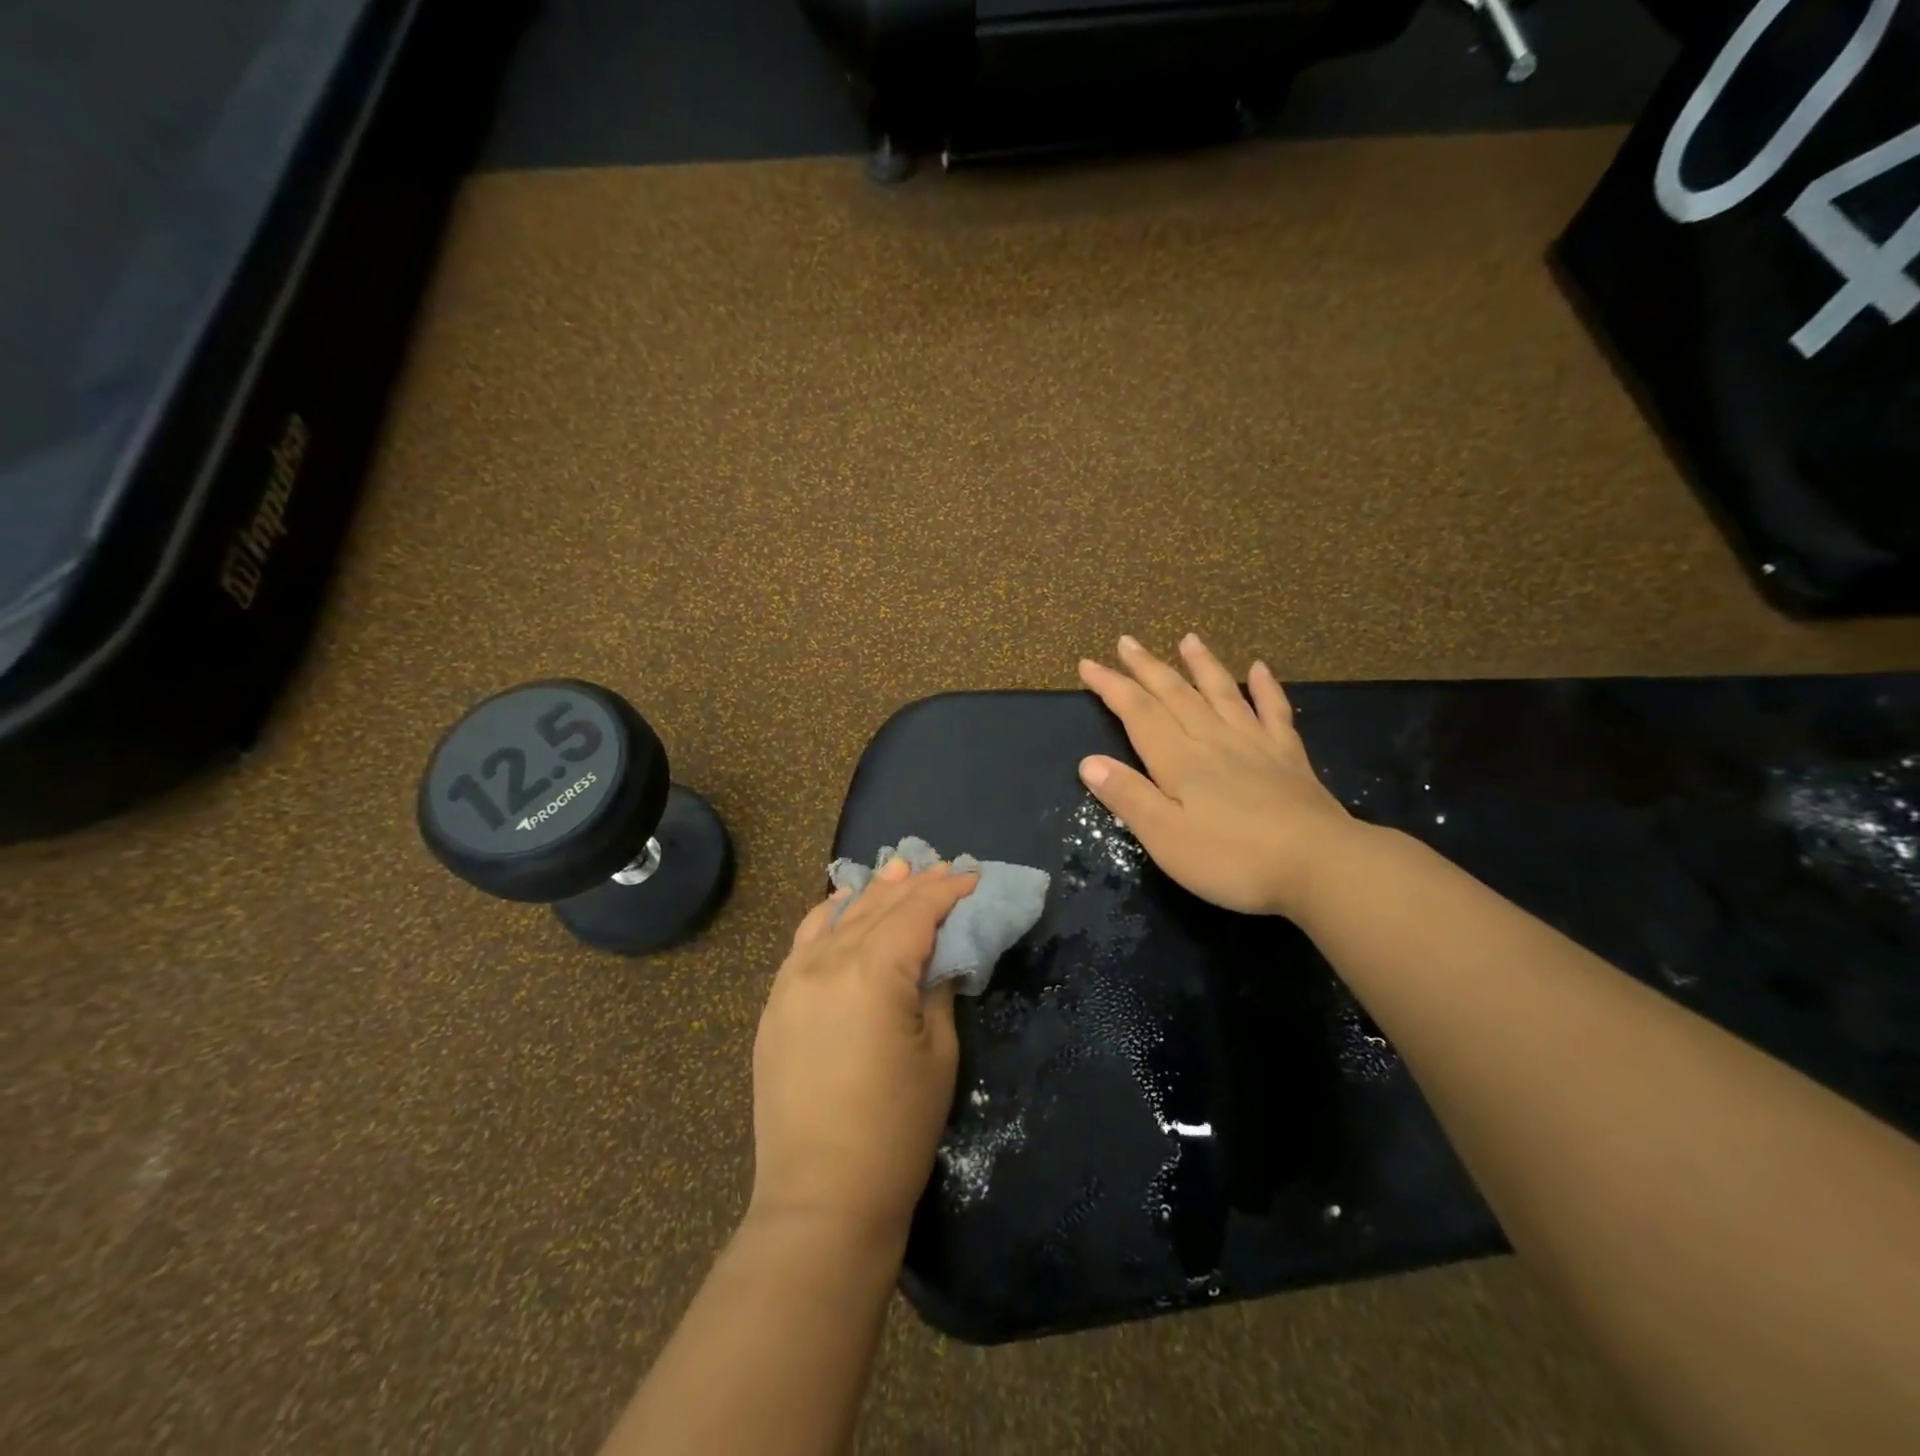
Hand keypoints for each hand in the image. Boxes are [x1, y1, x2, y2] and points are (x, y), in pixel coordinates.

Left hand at [750, 857, 978, 1246]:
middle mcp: (827, 963)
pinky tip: (841, 905)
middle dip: (914, 885)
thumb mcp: (938, 1054)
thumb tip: (938, 958)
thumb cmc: (897, 1130)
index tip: (972, 876)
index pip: (915, 913)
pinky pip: (803, 942)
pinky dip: (827, 917)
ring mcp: (792, 981)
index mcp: (873, 973)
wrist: (821, 1199)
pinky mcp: (775, 1004)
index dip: (947, 891)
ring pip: (837, 918)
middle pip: (877, 908)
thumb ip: (936, 990)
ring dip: (871, 893)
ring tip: (897, 870)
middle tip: (943, 866)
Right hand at [1076, 634, 1358, 919]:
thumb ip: (1128, 797)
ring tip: (1187, 639)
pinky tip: (1259, 668)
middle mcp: (1213, 740)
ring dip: (1201, 665)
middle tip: (1127, 641)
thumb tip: (1089, 761)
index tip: (1088, 664)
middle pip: (1174, 694)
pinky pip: (1273, 711)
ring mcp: (1255, 744)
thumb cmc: (1232, 859)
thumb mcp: (1165, 838)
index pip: (1137, 713)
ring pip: (1221, 693)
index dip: (1111, 686)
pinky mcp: (1289, 756)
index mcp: (1178, 760)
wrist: (1320, 865)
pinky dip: (1265, 687)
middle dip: (1147, 667)